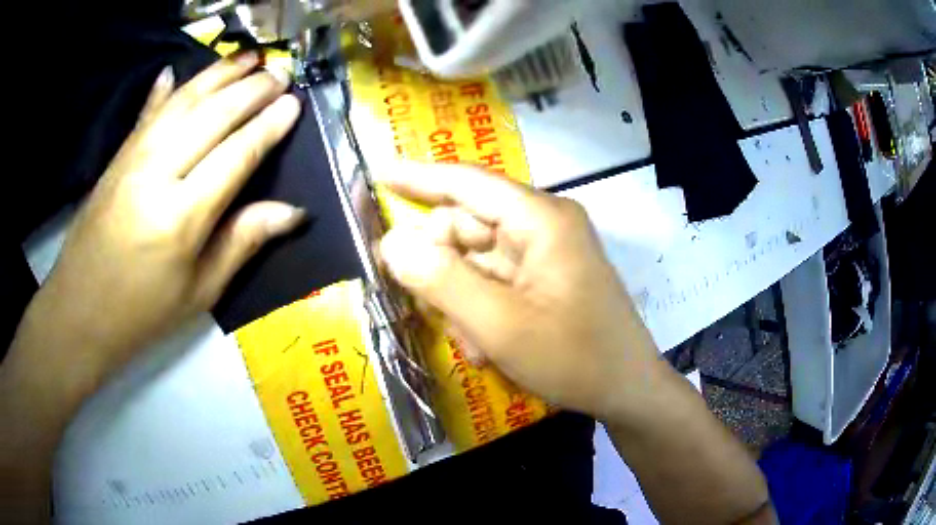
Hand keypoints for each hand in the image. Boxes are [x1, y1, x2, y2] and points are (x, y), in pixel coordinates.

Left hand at [11, 52, 303, 395]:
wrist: (80, 311)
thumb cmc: (143, 312)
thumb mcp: (200, 291)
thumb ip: (243, 242)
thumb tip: (293, 213)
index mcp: (182, 217)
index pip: (236, 155)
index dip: (268, 126)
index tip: (294, 102)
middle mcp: (157, 174)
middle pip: (212, 116)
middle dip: (251, 89)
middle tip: (281, 71)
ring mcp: (133, 158)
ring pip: (183, 102)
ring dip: (218, 74)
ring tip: (247, 56)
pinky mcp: (117, 156)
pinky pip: (147, 112)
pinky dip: (165, 89)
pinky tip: (176, 70)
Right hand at [377, 163, 661, 419]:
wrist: (627, 391)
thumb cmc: (575, 358)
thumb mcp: (500, 325)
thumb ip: (441, 281)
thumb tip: (392, 243)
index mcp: (541, 219)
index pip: (468, 182)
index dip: (419, 177)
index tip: (379, 173)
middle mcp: (544, 225)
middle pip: (468, 225)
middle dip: (441, 267)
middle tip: (425, 307)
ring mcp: (547, 252)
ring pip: (476, 259)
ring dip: (462, 298)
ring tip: (472, 342)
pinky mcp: (546, 277)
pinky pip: (495, 280)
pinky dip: (481, 309)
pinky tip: (487, 345)